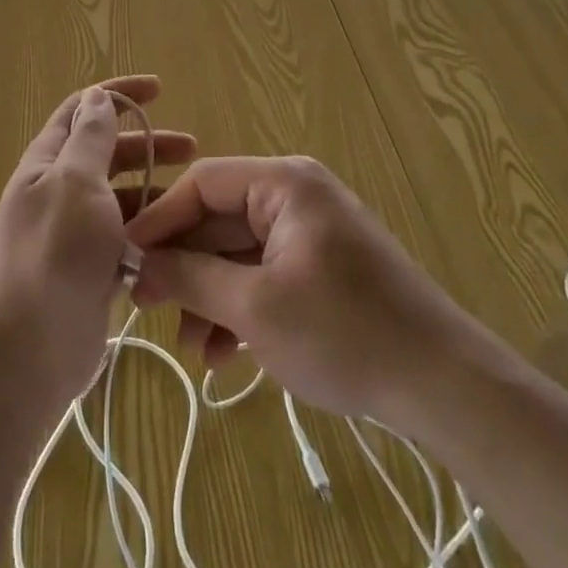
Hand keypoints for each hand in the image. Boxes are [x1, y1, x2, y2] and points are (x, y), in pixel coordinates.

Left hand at [0, 76, 195, 411]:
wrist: (27, 351)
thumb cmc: (54, 254)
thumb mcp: (75, 183)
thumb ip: (89, 139)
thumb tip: (96, 97)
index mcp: (48, 163)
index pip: (83, 110)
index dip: (118, 94)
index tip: (159, 90)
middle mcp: (58, 191)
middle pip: (107, 153)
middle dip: (148, 143)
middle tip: (192, 149)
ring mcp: (74, 233)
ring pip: (120, 198)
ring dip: (154, 190)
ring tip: (192, 199)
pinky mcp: (91, 270)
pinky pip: (126, 239)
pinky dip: (150, 233)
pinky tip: (178, 240)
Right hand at [125, 155, 451, 423]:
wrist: (442, 384)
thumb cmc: (343, 332)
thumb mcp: (255, 307)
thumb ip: (190, 276)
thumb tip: (138, 261)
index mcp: (283, 183)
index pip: (203, 183)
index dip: (160, 219)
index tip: (124, 257)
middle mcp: (296, 195)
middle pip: (220, 219)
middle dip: (185, 267)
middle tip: (147, 307)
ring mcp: (310, 232)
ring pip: (240, 252)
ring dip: (210, 295)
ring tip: (191, 348)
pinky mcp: (322, 267)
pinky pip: (265, 273)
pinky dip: (241, 306)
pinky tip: (224, 354)